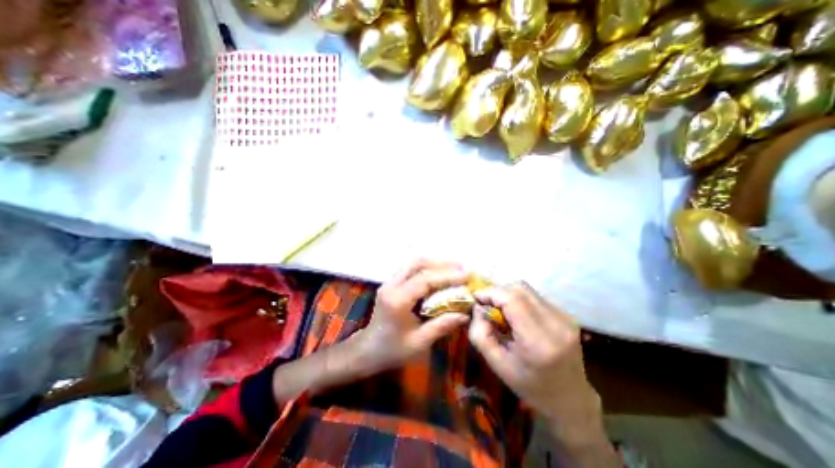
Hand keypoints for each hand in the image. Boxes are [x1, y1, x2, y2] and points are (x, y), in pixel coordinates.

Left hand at [350, 259, 468, 372]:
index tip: (467, 275)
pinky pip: (411, 269)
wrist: (368, 350)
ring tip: (454, 269)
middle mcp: (391, 286)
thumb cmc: (392, 350)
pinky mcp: (392, 283)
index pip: (424, 280)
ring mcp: (389, 282)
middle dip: (441, 264)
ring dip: (434, 263)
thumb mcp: (419, 343)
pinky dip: (427, 268)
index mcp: (397, 300)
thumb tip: (466, 313)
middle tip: (461, 269)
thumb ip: (442, 325)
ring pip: (413, 263)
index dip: (447, 275)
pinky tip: (439, 275)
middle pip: (417, 263)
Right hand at [469, 284, 600, 422]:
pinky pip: (535, 296)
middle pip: (519, 288)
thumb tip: (477, 307)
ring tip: (502, 311)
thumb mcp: (496, 364)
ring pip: (527, 289)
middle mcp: (555, 324)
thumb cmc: (530, 385)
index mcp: (538, 341)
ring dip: (508, 295)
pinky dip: (520, 300)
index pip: (511, 299)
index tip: (476, 299)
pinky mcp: (567, 315)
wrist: (570, 399)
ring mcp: (565, 317)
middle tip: (487, 306)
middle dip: (497, 292)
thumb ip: (480, 334)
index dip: (490, 293)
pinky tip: (517, 316)